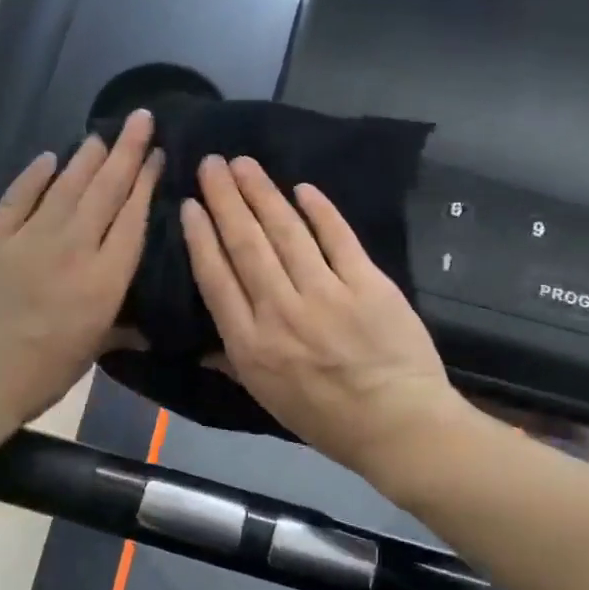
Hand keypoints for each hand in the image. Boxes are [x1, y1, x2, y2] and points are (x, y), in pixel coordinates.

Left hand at [0, 110, 161, 449]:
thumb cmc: (38, 377)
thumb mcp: (90, 352)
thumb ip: (117, 325)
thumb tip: (143, 323)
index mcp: (103, 282)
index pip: (132, 220)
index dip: (146, 183)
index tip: (157, 156)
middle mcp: (72, 249)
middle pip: (105, 191)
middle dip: (126, 151)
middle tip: (140, 119)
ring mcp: (27, 239)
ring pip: (66, 186)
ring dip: (87, 157)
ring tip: (103, 134)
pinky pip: (16, 198)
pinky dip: (34, 176)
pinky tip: (48, 158)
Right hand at [180, 155, 465, 482]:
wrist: (397, 425)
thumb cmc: (327, 419)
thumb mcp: (268, 400)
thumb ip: (234, 365)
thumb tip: (200, 348)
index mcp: (251, 344)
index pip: (216, 279)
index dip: (201, 238)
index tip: (191, 206)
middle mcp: (280, 311)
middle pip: (246, 245)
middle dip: (226, 200)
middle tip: (211, 164)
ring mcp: (326, 294)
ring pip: (286, 233)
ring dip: (262, 193)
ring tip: (244, 164)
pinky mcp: (367, 283)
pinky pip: (338, 238)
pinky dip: (319, 210)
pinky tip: (302, 188)